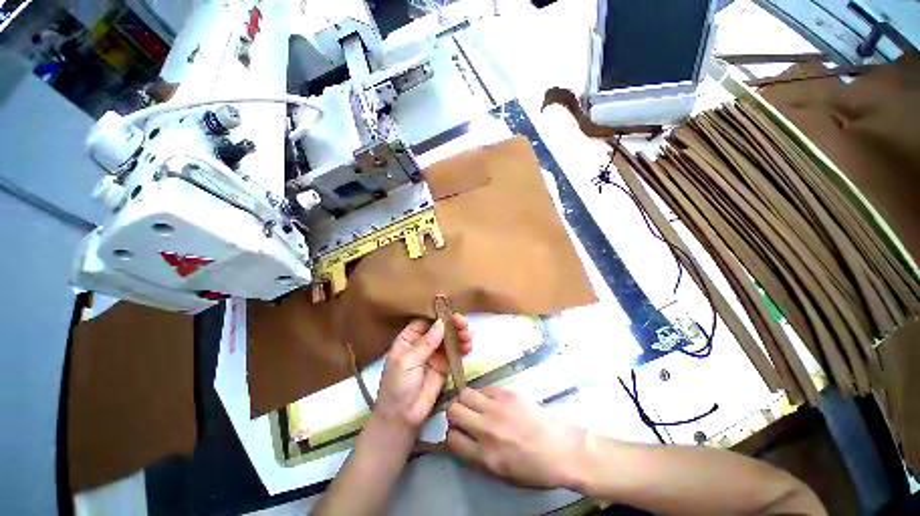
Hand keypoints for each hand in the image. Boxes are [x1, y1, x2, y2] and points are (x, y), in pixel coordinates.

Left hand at [373, 314, 472, 430]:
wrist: (403, 417)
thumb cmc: (398, 386)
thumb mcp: (408, 362)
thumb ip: (426, 343)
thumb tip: (442, 322)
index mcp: (409, 338)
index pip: (425, 321)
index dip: (438, 316)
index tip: (451, 314)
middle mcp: (423, 343)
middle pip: (440, 328)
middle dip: (453, 324)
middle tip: (463, 324)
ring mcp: (435, 354)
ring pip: (450, 338)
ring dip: (460, 334)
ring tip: (468, 336)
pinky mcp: (445, 365)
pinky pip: (456, 352)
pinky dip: (463, 347)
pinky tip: (468, 346)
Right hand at [445, 387, 585, 488]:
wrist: (565, 450)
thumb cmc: (536, 469)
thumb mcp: (503, 474)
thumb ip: (477, 457)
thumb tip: (462, 440)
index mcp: (485, 456)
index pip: (451, 439)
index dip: (452, 435)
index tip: (459, 434)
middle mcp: (486, 429)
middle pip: (453, 410)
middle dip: (454, 414)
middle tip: (465, 417)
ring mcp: (497, 408)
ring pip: (465, 393)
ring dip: (466, 400)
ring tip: (477, 406)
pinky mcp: (508, 393)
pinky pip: (485, 388)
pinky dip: (484, 394)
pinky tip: (493, 401)